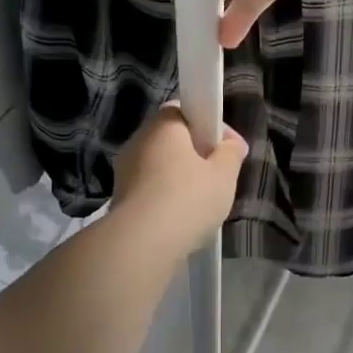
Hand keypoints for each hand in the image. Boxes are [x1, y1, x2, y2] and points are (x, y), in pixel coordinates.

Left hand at [111, 104, 248, 252]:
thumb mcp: (224, 175)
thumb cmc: (188, 199)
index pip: (183, 109)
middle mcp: (138, 141)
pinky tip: (180, 217)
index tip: (226, 146)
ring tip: (201, 201)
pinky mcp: (119, 198)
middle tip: (218, 174)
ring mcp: (124, 170)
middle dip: (195, 153)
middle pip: (170, 139)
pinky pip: (148, 189)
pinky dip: (164, 197)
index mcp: (163, 125)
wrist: (143, 243)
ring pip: (158, 165)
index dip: (209, 124)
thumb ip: (231, 153)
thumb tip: (233, 143)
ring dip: (178, 177)